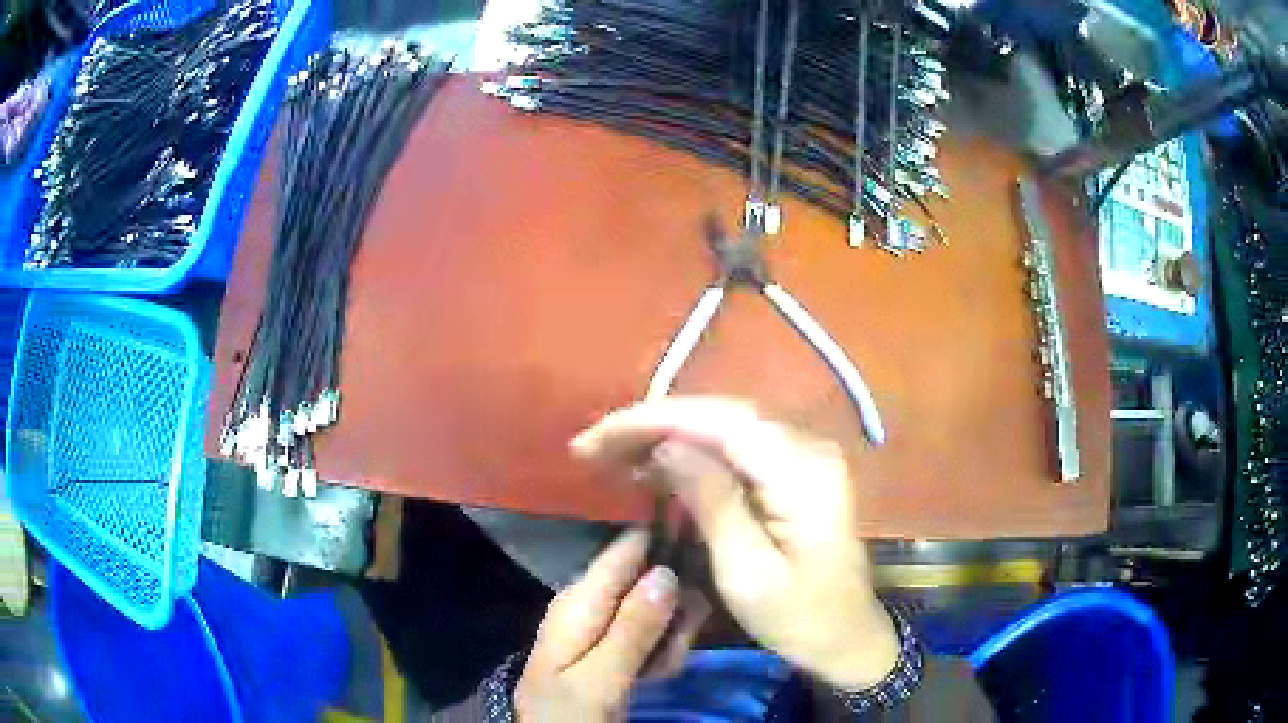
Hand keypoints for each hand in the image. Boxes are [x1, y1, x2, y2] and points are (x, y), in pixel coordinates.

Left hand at [515, 530, 708, 722]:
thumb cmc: (566, 714)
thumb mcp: (598, 681)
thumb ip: (631, 629)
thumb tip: (667, 570)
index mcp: (579, 598)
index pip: (629, 547)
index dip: (669, 549)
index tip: (702, 573)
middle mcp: (590, 600)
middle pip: (652, 580)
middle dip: (673, 614)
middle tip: (673, 651)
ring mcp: (601, 621)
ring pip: (658, 610)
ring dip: (670, 640)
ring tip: (660, 672)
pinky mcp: (612, 642)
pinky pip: (651, 634)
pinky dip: (660, 654)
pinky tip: (654, 676)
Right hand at [571, 397, 899, 691]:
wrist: (846, 637)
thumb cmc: (798, 618)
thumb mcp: (746, 572)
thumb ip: (711, 501)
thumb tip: (665, 447)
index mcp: (802, 471)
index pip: (720, 422)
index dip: (653, 421)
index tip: (597, 439)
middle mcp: (807, 447)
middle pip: (720, 416)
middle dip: (652, 425)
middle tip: (593, 447)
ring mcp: (804, 456)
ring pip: (724, 428)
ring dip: (667, 436)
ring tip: (611, 456)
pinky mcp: (793, 473)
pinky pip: (735, 450)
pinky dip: (691, 455)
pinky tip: (655, 468)